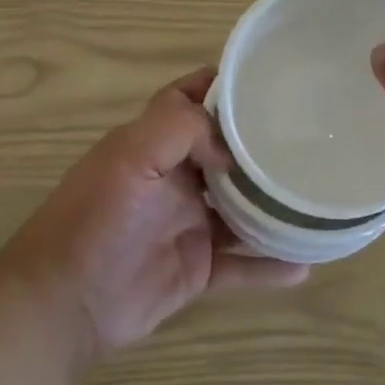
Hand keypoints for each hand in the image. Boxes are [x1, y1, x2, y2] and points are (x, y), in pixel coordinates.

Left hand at [3, 70, 307, 359]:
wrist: (65, 303)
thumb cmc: (95, 217)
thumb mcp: (130, 155)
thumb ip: (181, 130)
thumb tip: (231, 149)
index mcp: (154, 143)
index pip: (191, 99)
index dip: (224, 87)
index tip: (269, 81)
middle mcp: (175, 178)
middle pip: (226, 153)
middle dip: (261, 146)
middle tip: (312, 139)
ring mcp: (188, 224)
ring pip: (242, 209)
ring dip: (274, 206)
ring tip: (318, 199)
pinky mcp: (196, 269)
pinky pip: (242, 266)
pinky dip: (270, 266)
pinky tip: (306, 264)